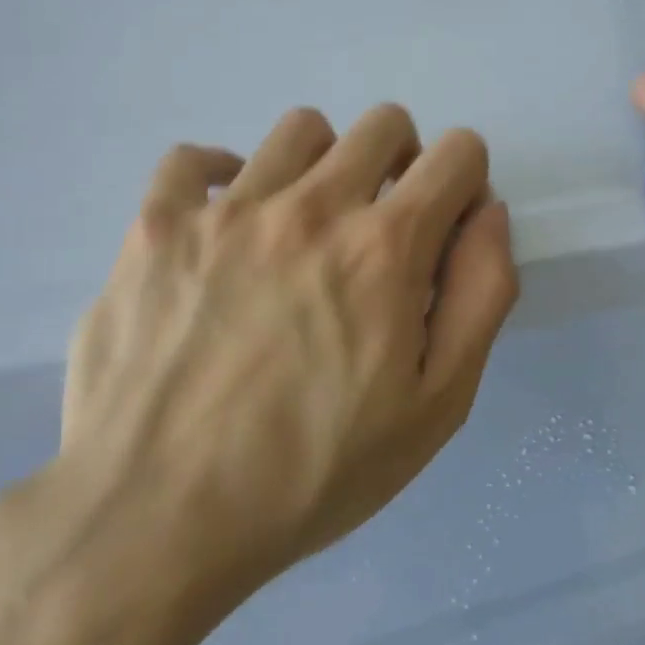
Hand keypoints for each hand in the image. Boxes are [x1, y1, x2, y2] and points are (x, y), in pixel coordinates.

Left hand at [0, 104, 518, 644]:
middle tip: (381, 229)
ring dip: (323, 165)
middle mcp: (310, 206)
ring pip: (299, 130)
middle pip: (383, 124)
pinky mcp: (155, 228)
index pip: (456, 153)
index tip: (445, 229)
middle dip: (403, 163)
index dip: (465, 182)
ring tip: (303, 229)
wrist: (155, 520)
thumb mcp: (436, 406)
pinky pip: (191, 158)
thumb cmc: (313, 474)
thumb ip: (480, 295)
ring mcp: (225, 209)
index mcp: (384, 248)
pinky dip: (219, 177)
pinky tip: (224, 226)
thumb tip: (489, 213)